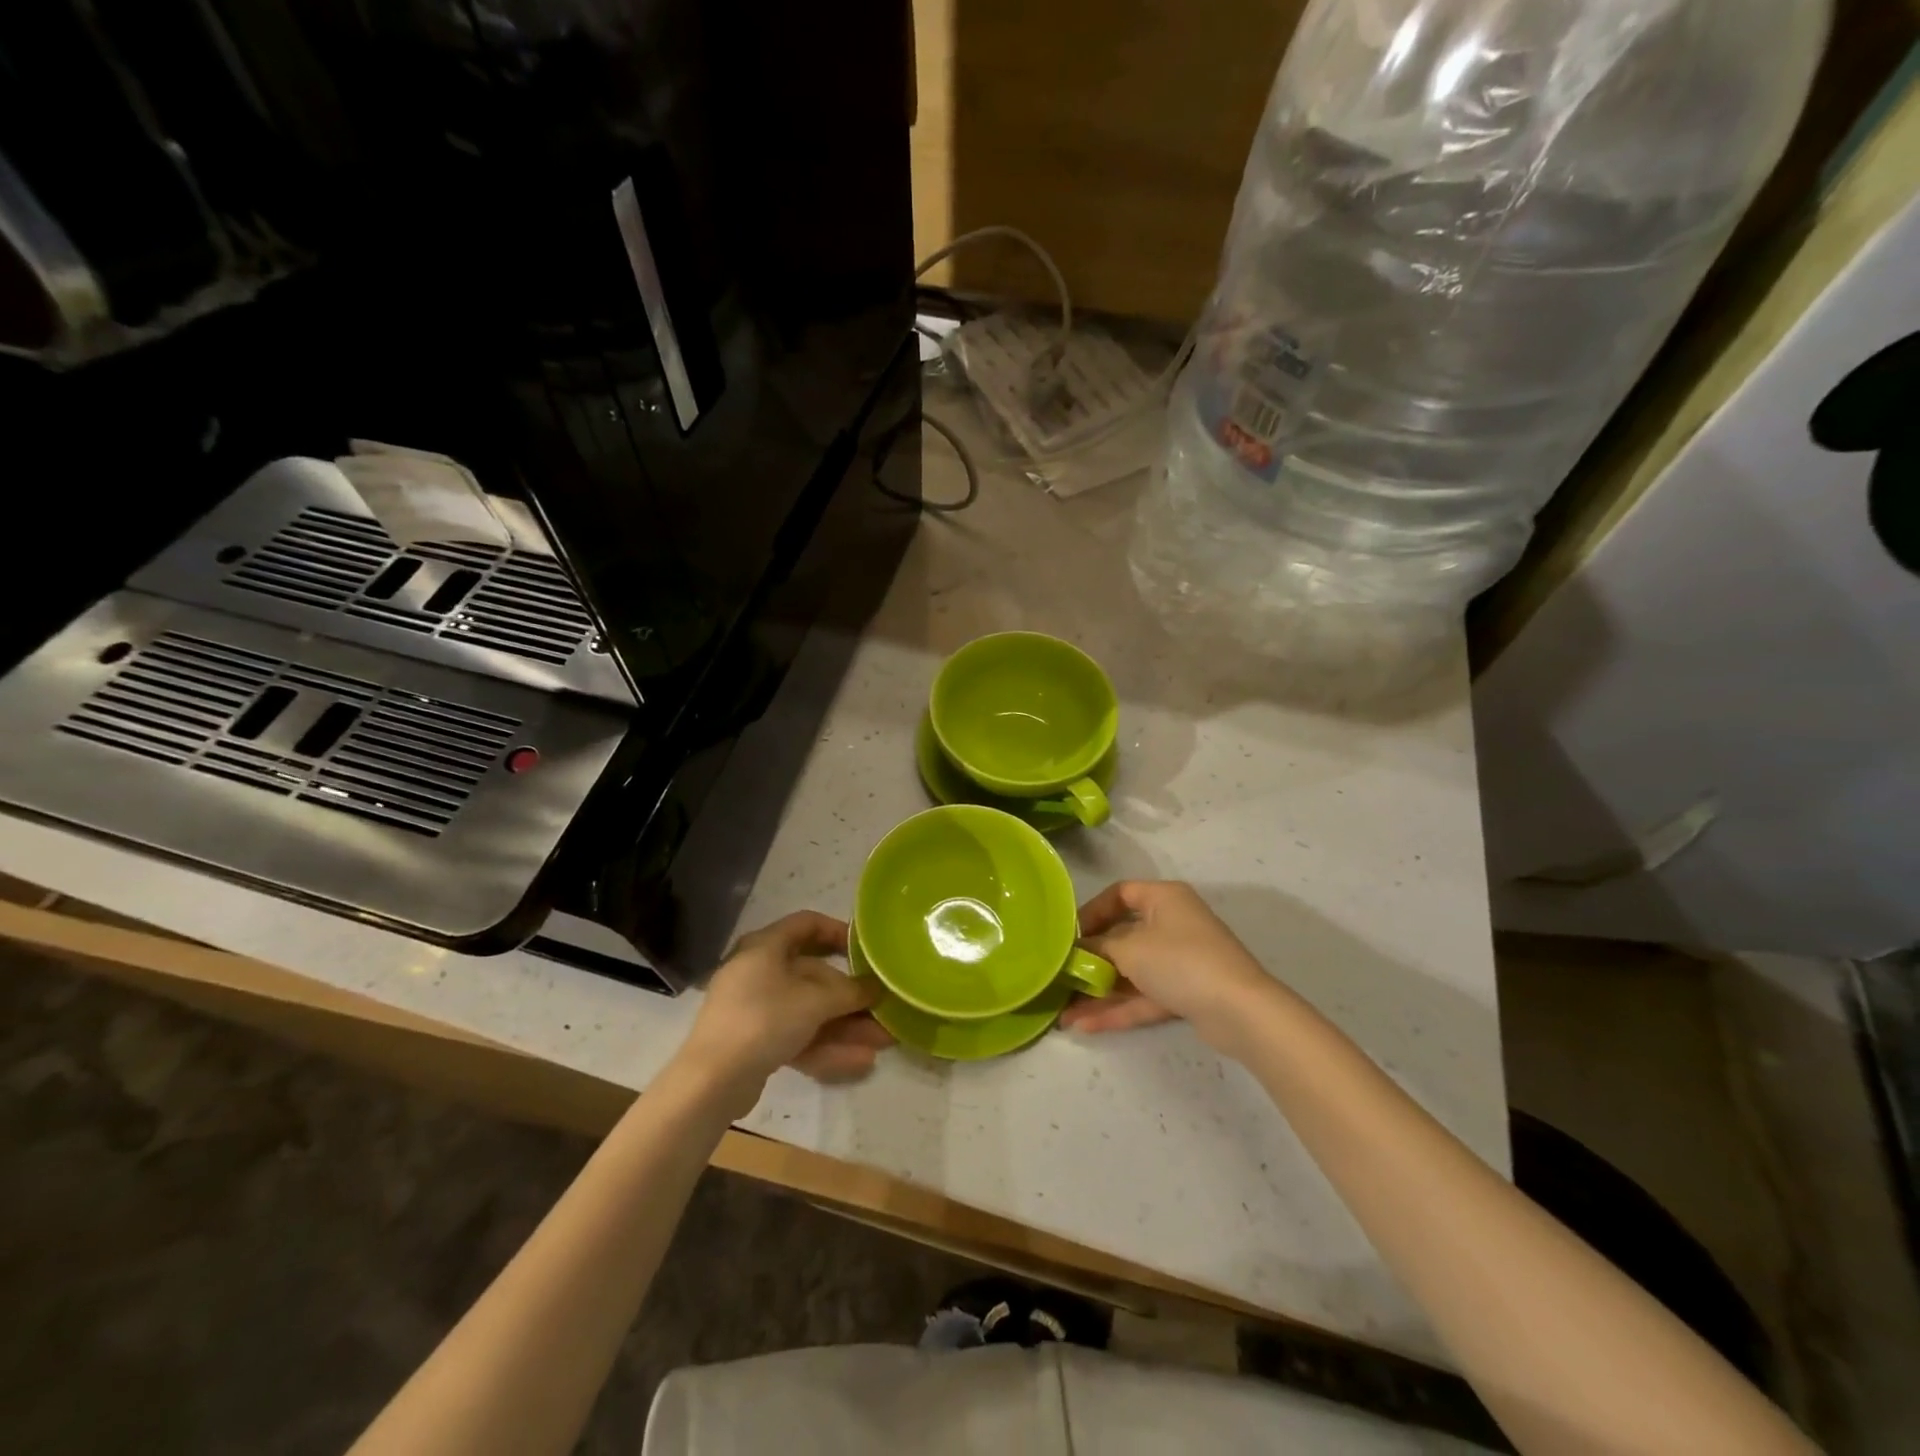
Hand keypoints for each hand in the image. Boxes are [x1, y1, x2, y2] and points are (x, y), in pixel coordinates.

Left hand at [679, 912, 891, 1104]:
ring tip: (882, 1042)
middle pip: (813, 975)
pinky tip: (860, 1061)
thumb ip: (851, 992)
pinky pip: (797, 1035)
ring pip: (808, 1010)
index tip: (866, 948)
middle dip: (850, 996)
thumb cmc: (764, 1020)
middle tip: (882, 1008)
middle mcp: (759, 971)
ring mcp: (755, 1008)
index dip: (839, 931)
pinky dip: (826, 1045)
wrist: (710, 1082)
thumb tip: (878, 987)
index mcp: (765, 946)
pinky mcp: (754, 1042)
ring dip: (845, 1025)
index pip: (807, 924)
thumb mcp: (815, 1002)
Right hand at [1059, 881, 1275, 1051]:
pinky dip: (1118, 1008)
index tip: (1069, 934)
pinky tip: (1085, 1025)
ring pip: (1131, 972)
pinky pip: (1144, 996)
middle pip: (1122, 937)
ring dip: (1099, 991)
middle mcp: (1172, 924)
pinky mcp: (1185, 993)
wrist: (1240, 1011)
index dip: (1091, 911)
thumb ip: (1098, 947)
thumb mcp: (1129, 949)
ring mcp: (1180, 961)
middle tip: (1061, 975)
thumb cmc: (1180, 961)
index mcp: (1163, 898)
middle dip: (1090, 960)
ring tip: (1064, 1012)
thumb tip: (1076, 950)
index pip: (1120, 894)